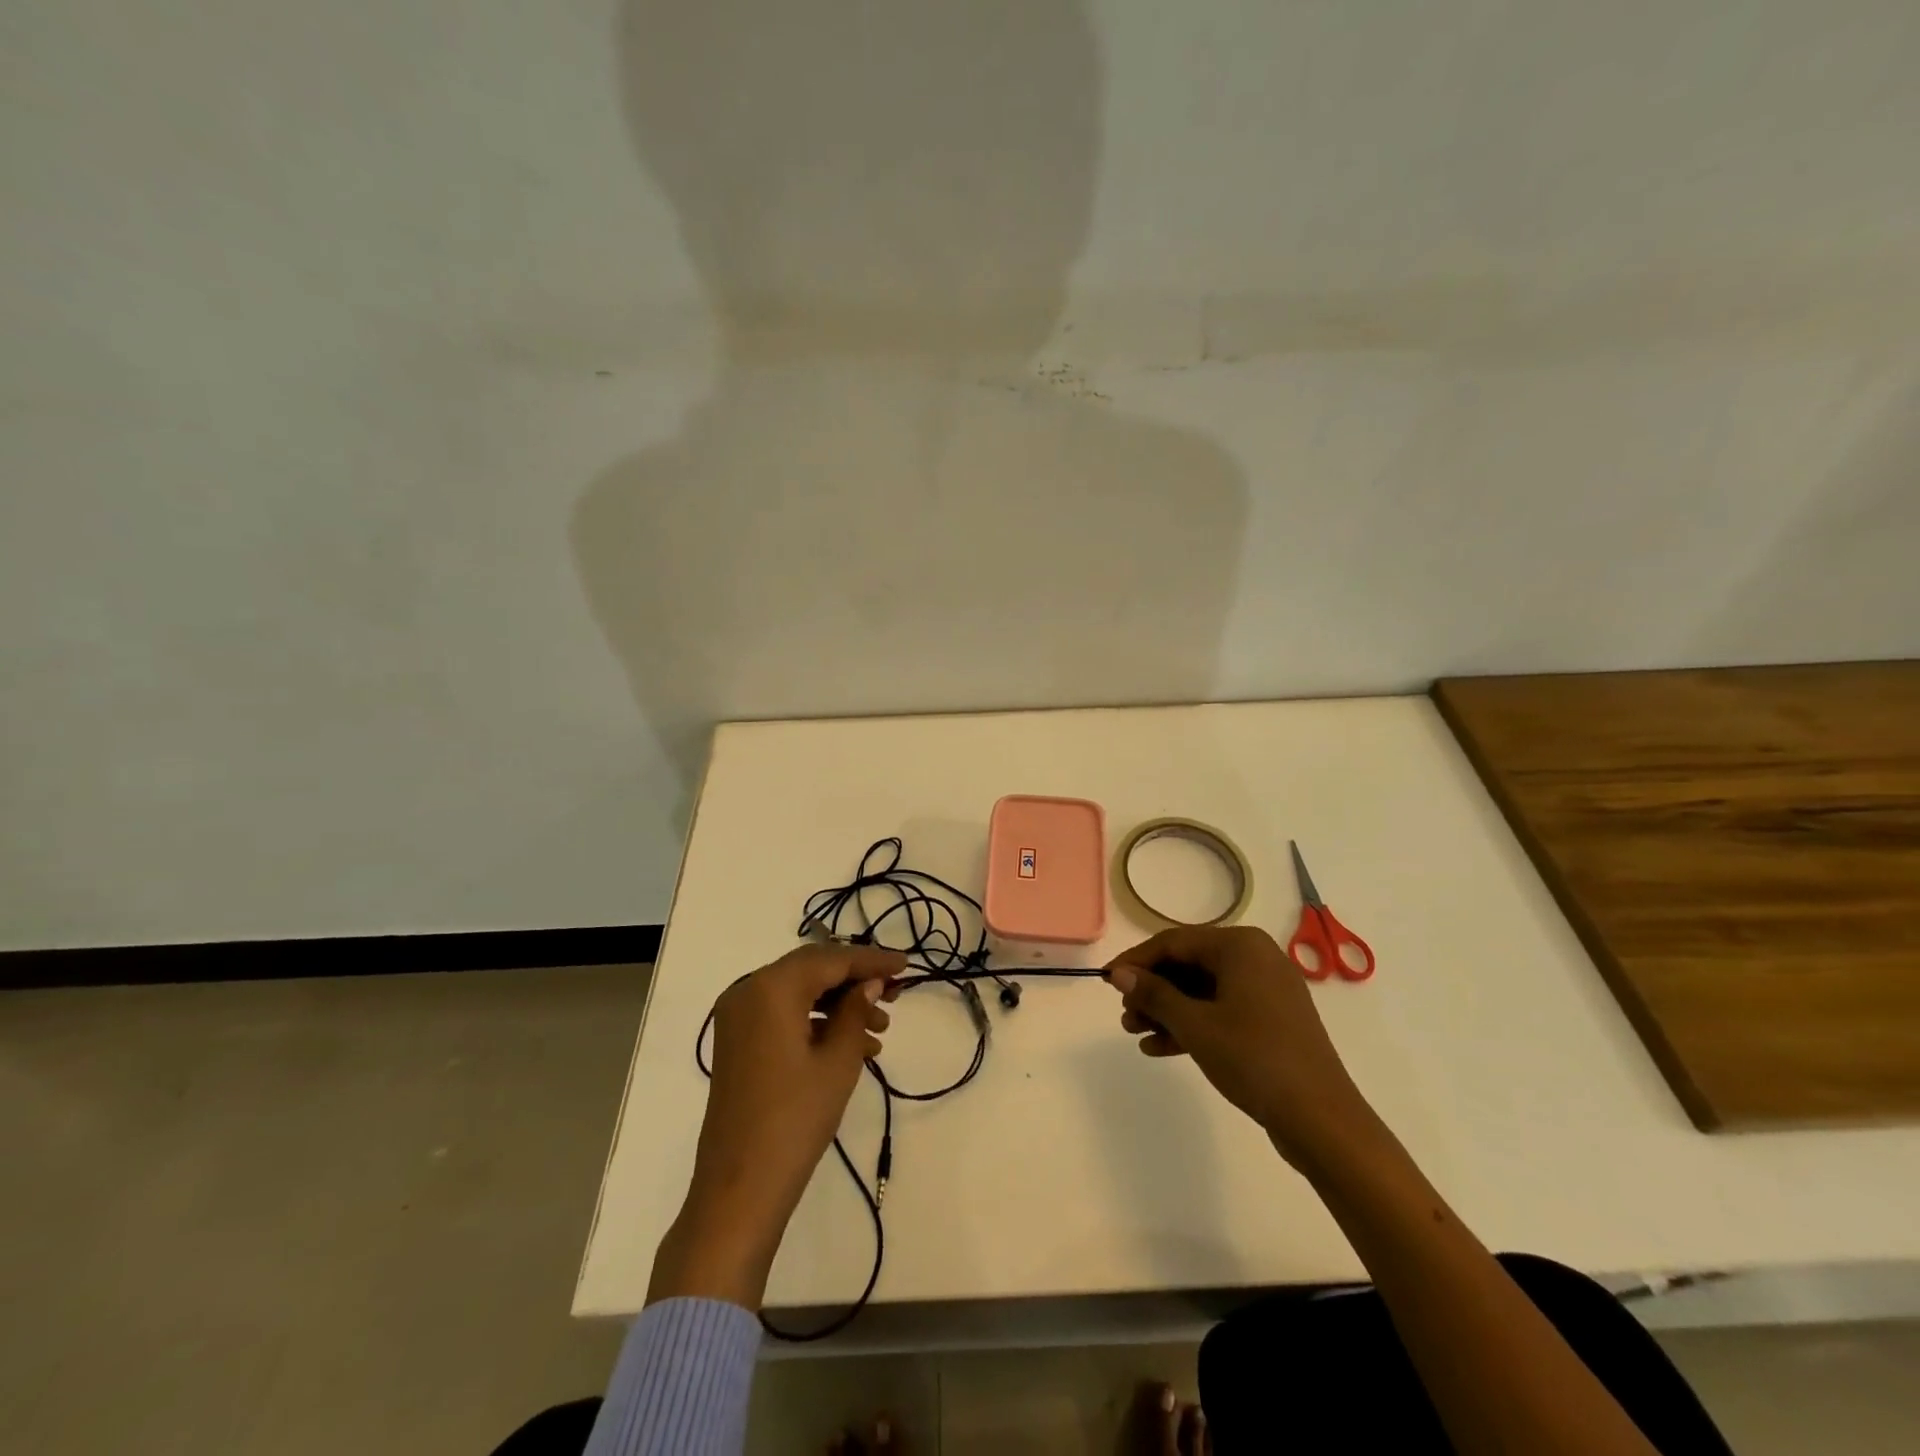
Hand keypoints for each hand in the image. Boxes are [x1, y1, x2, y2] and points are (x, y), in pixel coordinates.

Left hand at [649, 942, 904, 1307]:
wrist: (739, 1189)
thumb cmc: (795, 1119)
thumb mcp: (837, 1061)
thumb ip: (855, 1011)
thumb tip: (870, 982)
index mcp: (771, 987)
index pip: (830, 959)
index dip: (871, 960)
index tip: (906, 964)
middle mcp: (748, 990)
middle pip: (812, 970)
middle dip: (856, 980)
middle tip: (897, 994)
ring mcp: (739, 1017)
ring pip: (799, 992)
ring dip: (840, 1003)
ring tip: (881, 1028)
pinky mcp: (738, 1042)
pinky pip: (784, 1015)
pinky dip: (817, 1021)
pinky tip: (854, 1045)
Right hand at [1105, 926, 1377, 1168]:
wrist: (1321, 1120)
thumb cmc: (1254, 1058)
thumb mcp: (1195, 1024)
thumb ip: (1154, 994)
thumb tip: (1119, 973)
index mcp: (1240, 946)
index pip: (1174, 942)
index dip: (1136, 960)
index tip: (1106, 981)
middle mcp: (1255, 958)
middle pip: (1188, 965)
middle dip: (1152, 989)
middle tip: (1124, 1013)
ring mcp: (1266, 990)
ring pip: (1202, 990)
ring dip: (1167, 1010)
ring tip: (1134, 1032)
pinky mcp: (1270, 1021)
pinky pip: (1221, 1011)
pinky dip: (1191, 1025)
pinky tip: (1159, 1047)